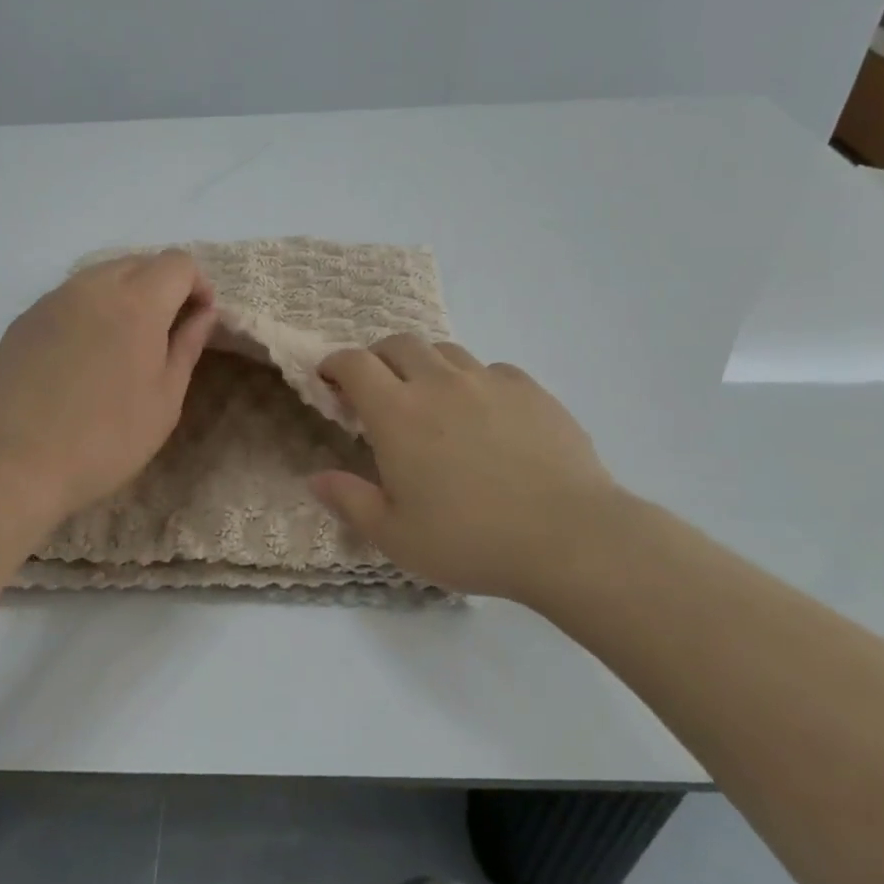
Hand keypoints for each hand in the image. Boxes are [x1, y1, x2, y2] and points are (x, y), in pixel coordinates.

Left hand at [0, 251, 216, 522]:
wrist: (16, 464)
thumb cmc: (106, 439)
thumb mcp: (165, 400)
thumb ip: (187, 346)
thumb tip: (203, 313)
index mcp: (136, 303)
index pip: (177, 263)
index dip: (197, 285)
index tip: (198, 319)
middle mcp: (92, 287)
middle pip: (139, 262)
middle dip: (162, 286)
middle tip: (165, 332)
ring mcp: (52, 300)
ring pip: (100, 275)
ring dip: (124, 295)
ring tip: (122, 343)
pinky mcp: (23, 319)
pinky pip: (68, 298)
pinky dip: (89, 310)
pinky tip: (81, 356)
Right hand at [311, 336, 623, 599]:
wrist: (568, 537)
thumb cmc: (470, 540)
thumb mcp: (396, 535)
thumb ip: (349, 501)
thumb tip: (315, 479)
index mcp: (398, 413)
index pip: (354, 363)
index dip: (334, 364)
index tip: (329, 380)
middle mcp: (439, 383)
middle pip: (398, 343)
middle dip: (378, 358)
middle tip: (377, 389)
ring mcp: (488, 381)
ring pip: (445, 351)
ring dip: (426, 366)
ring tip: (431, 399)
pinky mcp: (530, 390)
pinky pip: (491, 370)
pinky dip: (474, 382)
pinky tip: (485, 414)